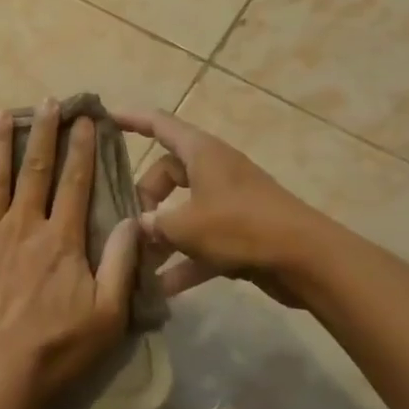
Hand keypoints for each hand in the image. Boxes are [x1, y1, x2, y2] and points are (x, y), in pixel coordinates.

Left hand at [0, 100, 139, 408]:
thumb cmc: (56, 348)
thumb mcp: (108, 315)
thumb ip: (121, 264)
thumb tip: (132, 219)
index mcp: (61, 239)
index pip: (76, 183)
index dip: (82, 148)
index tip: (85, 119)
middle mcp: (24, 225)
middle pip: (36, 170)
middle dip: (43, 133)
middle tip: (46, 101)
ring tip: (0, 113)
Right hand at [115, 108, 311, 306]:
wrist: (306, 259)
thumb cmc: (241, 226)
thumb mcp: (185, 225)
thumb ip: (153, 225)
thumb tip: (135, 228)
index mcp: (201, 152)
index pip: (158, 124)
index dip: (130, 119)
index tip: (102, 118)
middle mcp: (214, 170)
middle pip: (167, 173)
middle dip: (144, 198)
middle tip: (128, 223)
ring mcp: (228, 202)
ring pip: (183, 210)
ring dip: (162, 235)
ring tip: (137, 261)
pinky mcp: (240, 232)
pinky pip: (202, 242)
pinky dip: (184, 261)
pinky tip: (163, 290)